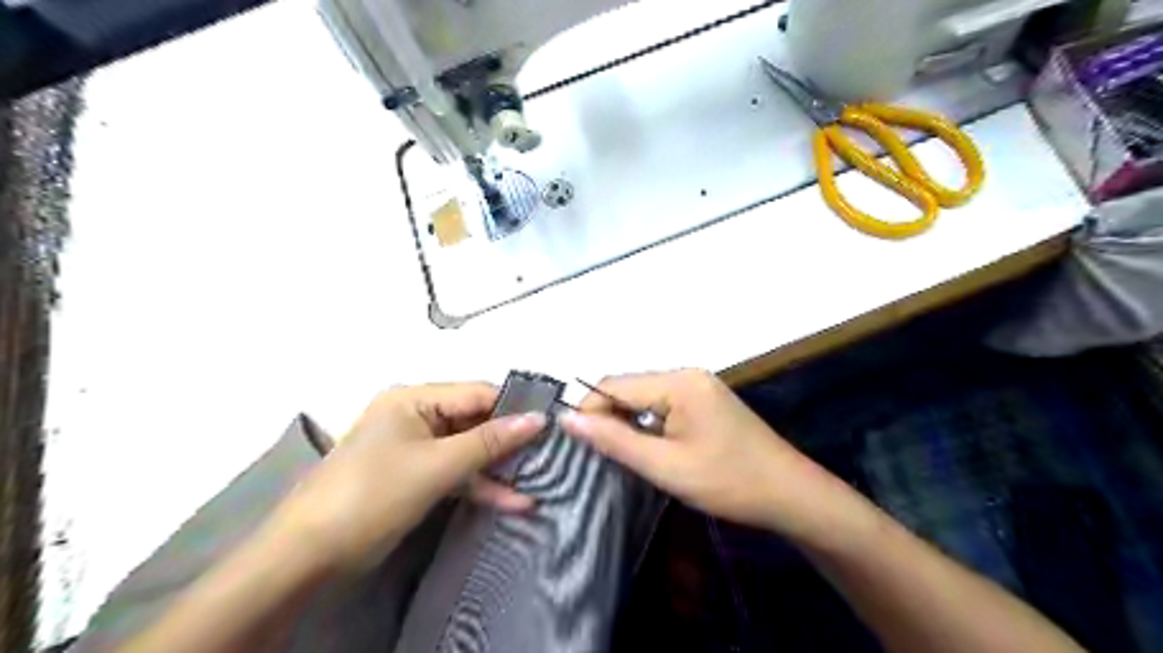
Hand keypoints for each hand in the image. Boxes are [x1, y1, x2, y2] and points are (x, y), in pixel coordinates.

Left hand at [269, 381, 544, 569]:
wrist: (309, 555)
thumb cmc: (374, 494)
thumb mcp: (437, 466)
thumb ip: (489, 442)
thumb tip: (537, 419)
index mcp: (414, 398)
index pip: (476, 393)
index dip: (514, 408)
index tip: (551, 423)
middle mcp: (416, 416)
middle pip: (474, 421)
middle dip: (510, 441)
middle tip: (551, 454)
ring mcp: (416, 448)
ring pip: (468, 450)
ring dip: (499, 468)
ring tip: (541, 480)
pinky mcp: (416, 476)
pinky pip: (456, 473)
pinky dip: (481, 486)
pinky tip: (514, 501)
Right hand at [559, 370, 856, 537]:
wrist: (789, 494)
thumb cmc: (728, 481)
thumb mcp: (665, 466)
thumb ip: (614, 440)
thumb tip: (567, 418)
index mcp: (678, 382)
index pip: (614, 384)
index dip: (588, 410)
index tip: (572, 443)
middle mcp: (686, 374)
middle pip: (629, 387)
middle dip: (605, 416)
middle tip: (592, 453)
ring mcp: (698, 386)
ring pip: (643, 397)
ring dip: (625, 421)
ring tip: (613, 453)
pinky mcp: (704, 401)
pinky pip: (661, 405)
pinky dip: (646, 423)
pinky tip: (643, 447)